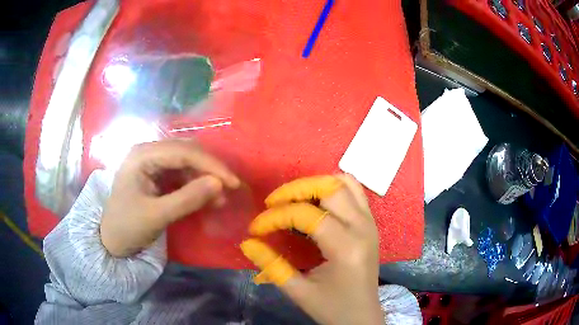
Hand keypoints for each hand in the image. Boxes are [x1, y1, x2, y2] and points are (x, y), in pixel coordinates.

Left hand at [100, 139, 239, 256]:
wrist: (110, 241)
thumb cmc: (127, 227)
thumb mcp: (157, 215)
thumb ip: (187, 199)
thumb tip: (220, 184)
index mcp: (142, 155)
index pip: (183, 152)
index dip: (210, 165)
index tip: (233, 182)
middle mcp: (148, 152)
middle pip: (186, 152)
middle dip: (209, 169)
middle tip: (229, 188)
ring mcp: (152, 163)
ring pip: (186, 162)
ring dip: (204, 177)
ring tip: (219, 198)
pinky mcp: (156, 175)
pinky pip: (181, 174)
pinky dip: (196, 185)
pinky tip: (207, 198)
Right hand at [241, 175, 382, 324]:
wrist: (362, 317)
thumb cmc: (332, 308)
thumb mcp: (298, 291)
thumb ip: (271, 265)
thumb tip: (247, 243)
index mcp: (346, 248)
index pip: (306, 215)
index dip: (276, 217)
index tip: (256, 229)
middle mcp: (362, 227)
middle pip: (329, 188)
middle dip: (295, 190)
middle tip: (272, 204)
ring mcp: (370, 222)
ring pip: (344, 183)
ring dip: (315, 185)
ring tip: (292, 199)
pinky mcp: (371, 223)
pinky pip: (355, 191)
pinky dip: (333, 188)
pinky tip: (316, 201)